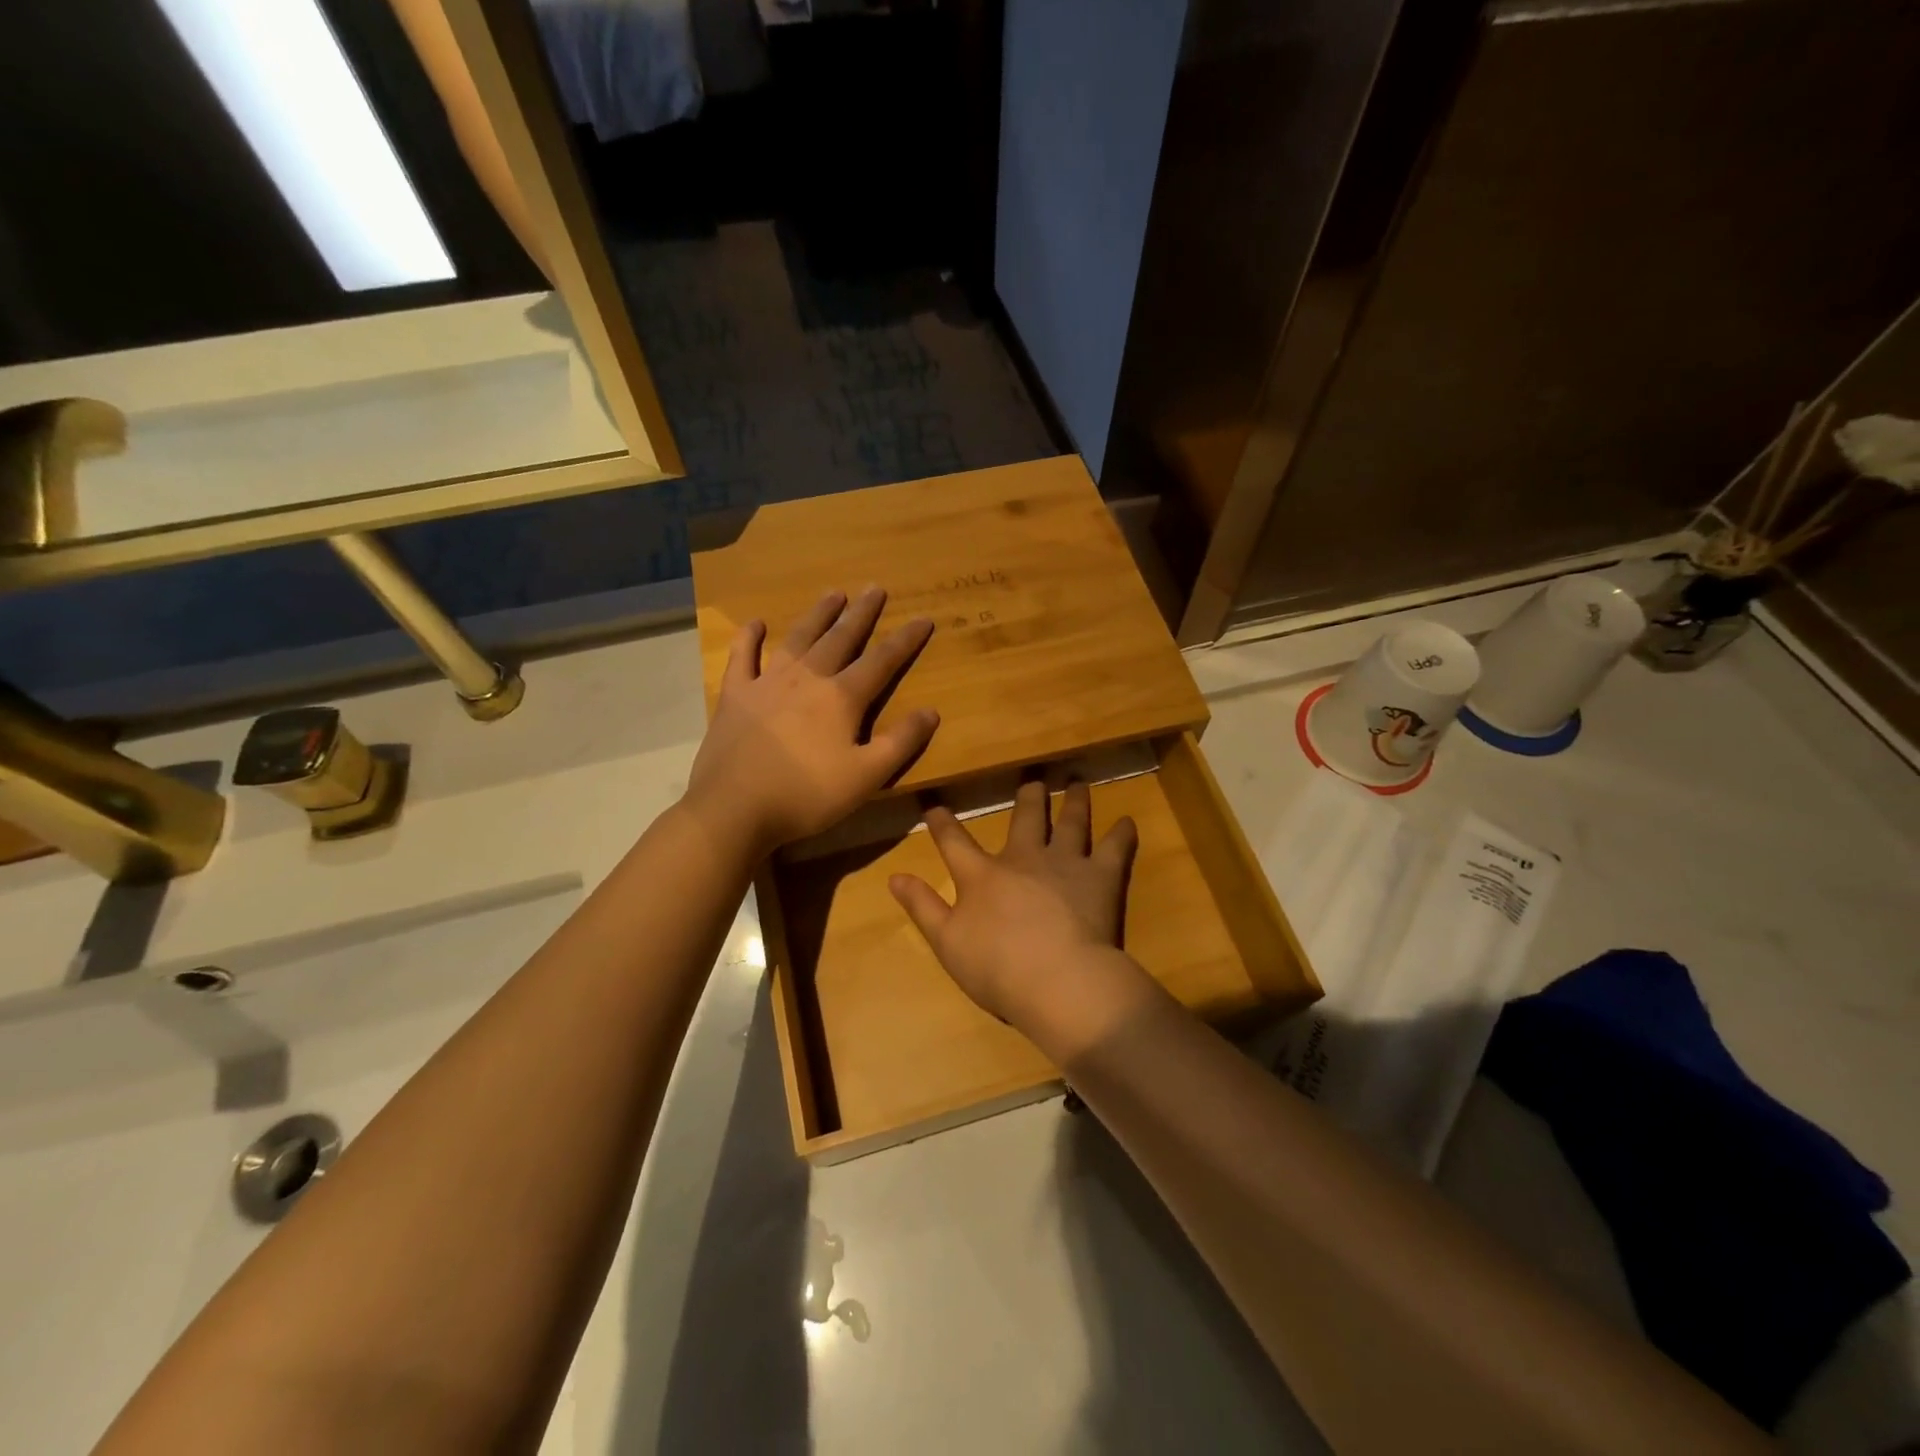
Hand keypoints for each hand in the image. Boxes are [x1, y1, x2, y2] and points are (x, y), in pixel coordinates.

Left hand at [686, 587, 937, 852]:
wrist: (734, 809)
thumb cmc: (806, 796)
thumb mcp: (866, 777)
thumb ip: (901, 743)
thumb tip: (931, 711)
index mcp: (842, 698)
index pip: (882, 661)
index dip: (905, 640)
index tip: (923, 618)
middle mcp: (807, 679)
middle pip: (840, 638)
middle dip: (861, 613)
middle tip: (874, 587)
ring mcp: (767, 682)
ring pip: (798, 639)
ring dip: (818, 615)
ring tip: (833, 594)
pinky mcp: (736, 695)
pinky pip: (743, 657)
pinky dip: (749, 638)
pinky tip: (755, 623)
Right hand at [889, 780, 1140, 1028]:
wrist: (1057, 980)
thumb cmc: (996, 968)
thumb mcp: (946, 941)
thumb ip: (922, 906)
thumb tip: (895, 875)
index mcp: (982, 875)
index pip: (955, 842)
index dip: (943, 823)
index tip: (935, 805)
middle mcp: (1024, 858)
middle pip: (1025, 817)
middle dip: (1028, 796)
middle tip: (1033, 779)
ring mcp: (1065, 863)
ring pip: (1070, 822)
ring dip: (1074, 801)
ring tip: (1078, 783)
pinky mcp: (1101, 877)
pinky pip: (1114, 848)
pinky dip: (1122, 834)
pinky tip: (1127, 821)